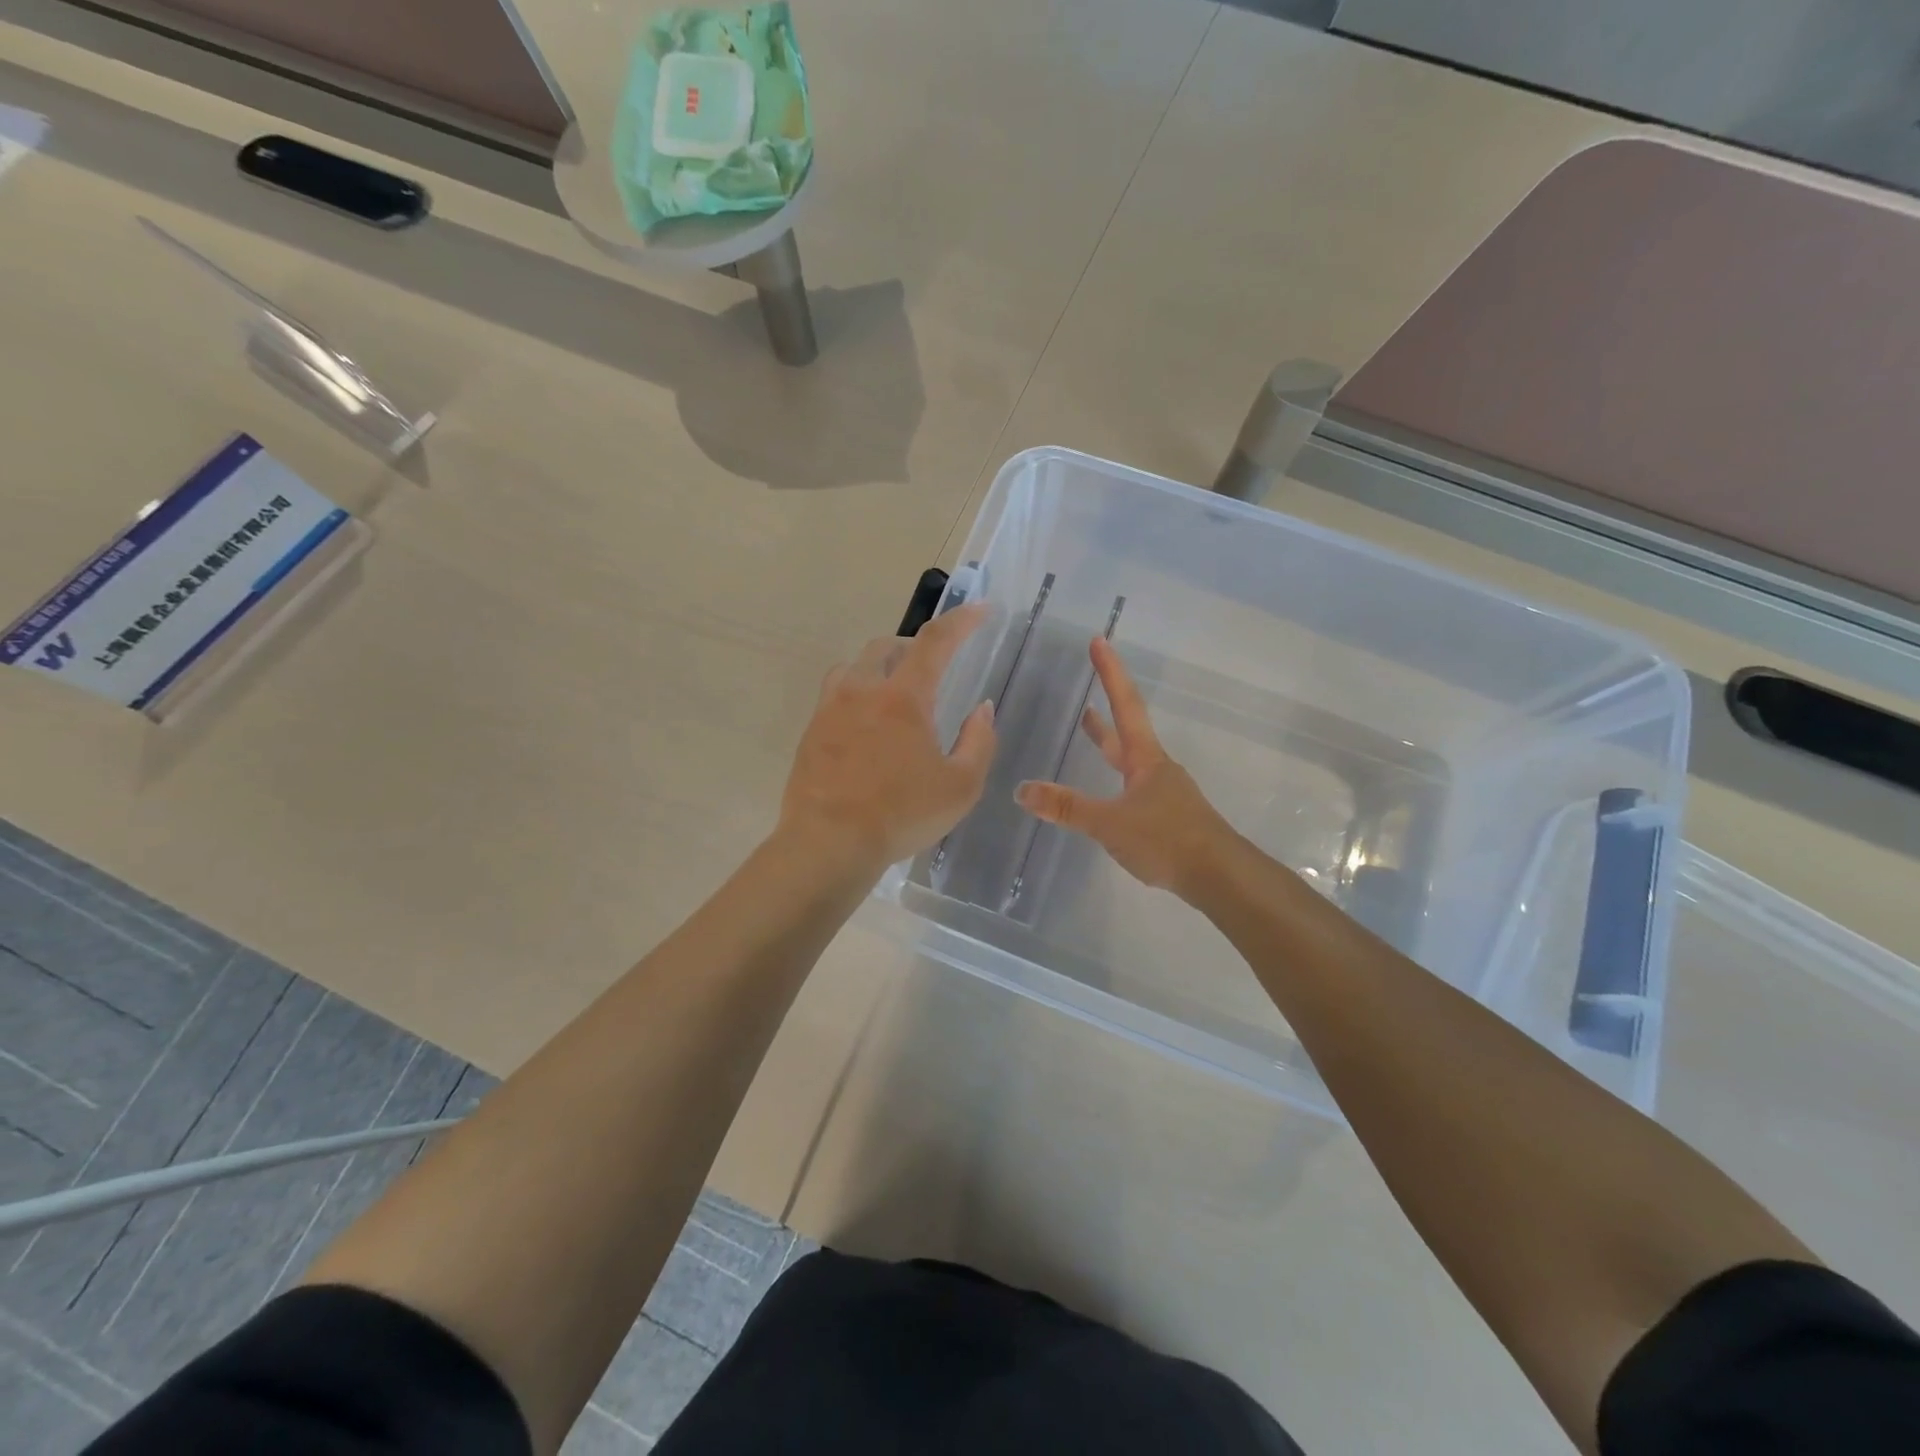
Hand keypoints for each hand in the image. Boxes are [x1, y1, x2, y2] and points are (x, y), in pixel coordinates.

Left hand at [779, 604, 996, 874]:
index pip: (935, 642)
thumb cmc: (902, 815)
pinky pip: (834, 696)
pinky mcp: (810, 732)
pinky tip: (865, 728)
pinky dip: (856, 696)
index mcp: (903, 698)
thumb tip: (982, 709)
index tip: (980, 610)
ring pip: (854, 667)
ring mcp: (829, 709)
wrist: (829, 843)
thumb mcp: (961, 786)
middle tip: (932, 667)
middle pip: (886, 646)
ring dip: (879, 668)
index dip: (961, 620)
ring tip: (894, 694)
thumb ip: (979, 741)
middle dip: (913, 647)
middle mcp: (862, 691)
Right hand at [1015, 637, 1235, 899]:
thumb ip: (1067, 807)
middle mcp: (1155, 768)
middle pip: (1127, 728)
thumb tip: (1021, 790)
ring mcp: (1164, 793)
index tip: (1099, 640)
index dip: (1110, 673)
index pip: (1125, 705)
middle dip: (1107, 702)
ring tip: (1089, 726)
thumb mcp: (1109, 823)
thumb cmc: (1166, 839)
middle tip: (1089, 678)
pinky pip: (1132, 787)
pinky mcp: (1167, 817)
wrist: (1219, 876)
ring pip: (1129, 759)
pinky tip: (1107, 794)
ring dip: (1108, 741)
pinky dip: (1113, 777)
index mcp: (1144, 759)